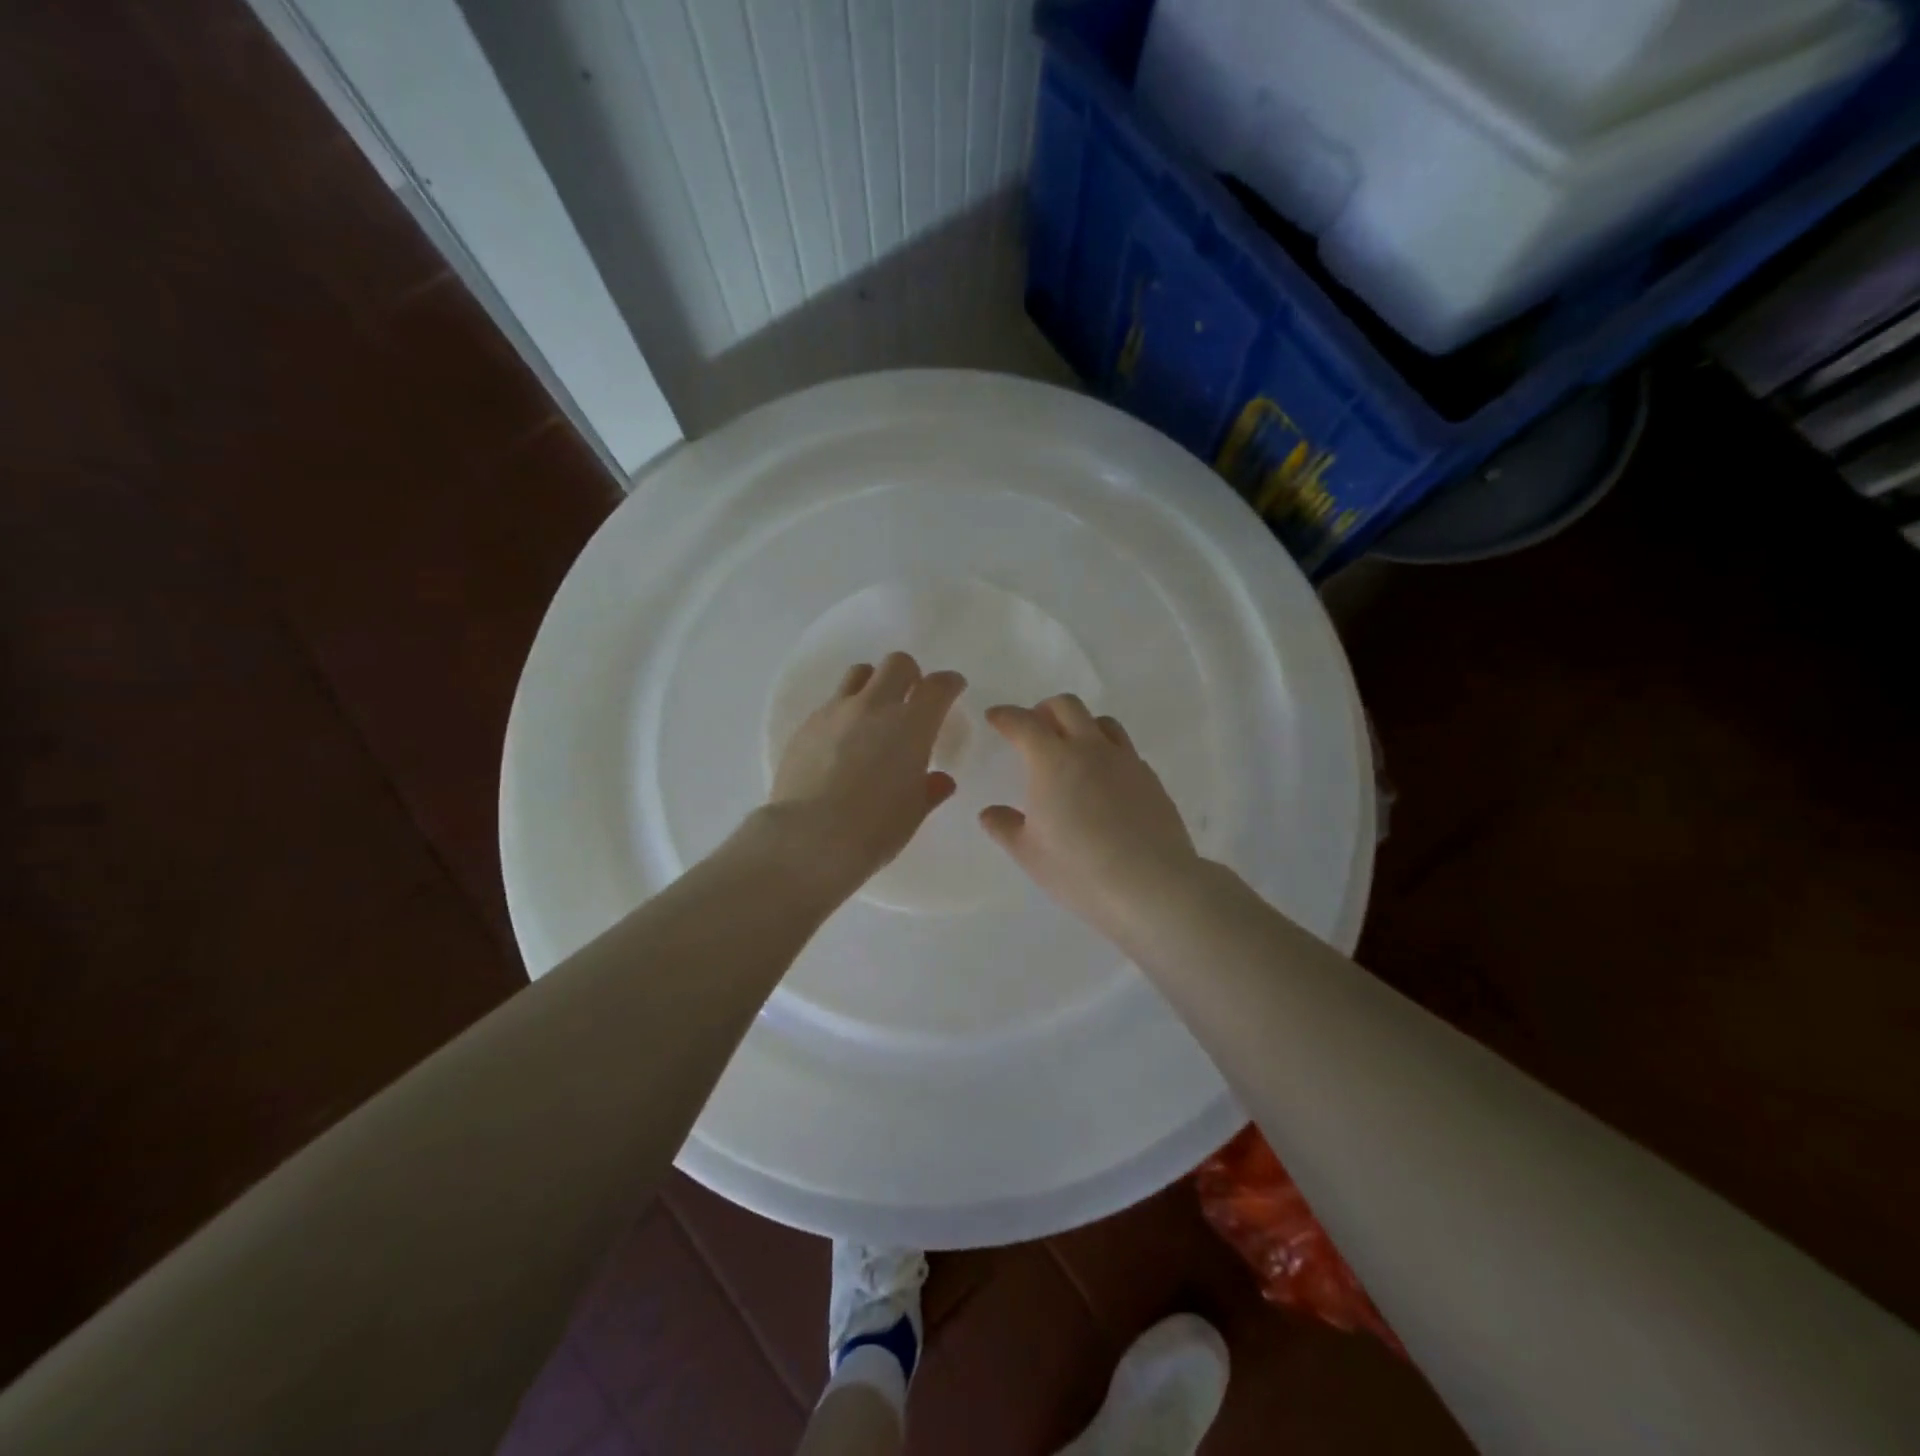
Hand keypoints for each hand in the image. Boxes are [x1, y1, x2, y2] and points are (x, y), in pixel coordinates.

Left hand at [768, 653, 966, 891]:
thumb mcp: (913, 812)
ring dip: (873, 684)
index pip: (938, 686)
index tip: (952, 688)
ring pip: (859, 674)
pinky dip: (845, 712)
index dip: (949, 683)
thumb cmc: (875, 829)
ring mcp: (836, 712)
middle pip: (897, 664)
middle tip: (911, 698)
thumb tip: (940, 780)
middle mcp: (874, 707)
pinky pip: (831, 703)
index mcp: (911, 726)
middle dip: (910, 674)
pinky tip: (841, 742)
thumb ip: (929, 789)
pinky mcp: (806, 725)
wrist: (809, 838)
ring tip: (873, 713)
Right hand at [979, 695, 1203, 941]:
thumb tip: (990, 813)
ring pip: (1102, 722)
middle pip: (1067, 706)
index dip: (1005, 716)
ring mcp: (1125, 761)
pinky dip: (1106, 751)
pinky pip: (1124, 749)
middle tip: (1034, 728)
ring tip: (1072, 748)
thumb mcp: (1029, 854)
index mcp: (1053, 760)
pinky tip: (1103, 780)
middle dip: (1044, 710)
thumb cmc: (1079, 869)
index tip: (995, 717)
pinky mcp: (1150, 778)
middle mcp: (1090, 749)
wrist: (1151, 884)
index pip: (1023, 723)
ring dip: (1081, 724)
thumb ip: (1005, 827)